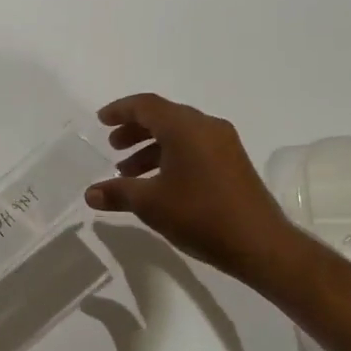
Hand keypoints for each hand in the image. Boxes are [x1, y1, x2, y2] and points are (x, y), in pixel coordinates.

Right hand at [84, 93, 308, 287]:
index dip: (120, 110)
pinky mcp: (233, 163)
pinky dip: (170, 156)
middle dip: (134, 130)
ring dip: (151, 147)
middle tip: (113, 147)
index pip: (146, 106)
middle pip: (163, 117)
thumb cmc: (200, 215)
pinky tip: (157, 183)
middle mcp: (206, 127)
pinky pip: (194, 147)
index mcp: (185, 128)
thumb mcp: (151, 204)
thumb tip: (90, 194)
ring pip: (179, 134)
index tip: (101, 121)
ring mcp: (224, 144)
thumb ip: (117, 193)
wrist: (260, 244)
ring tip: (128, 172)